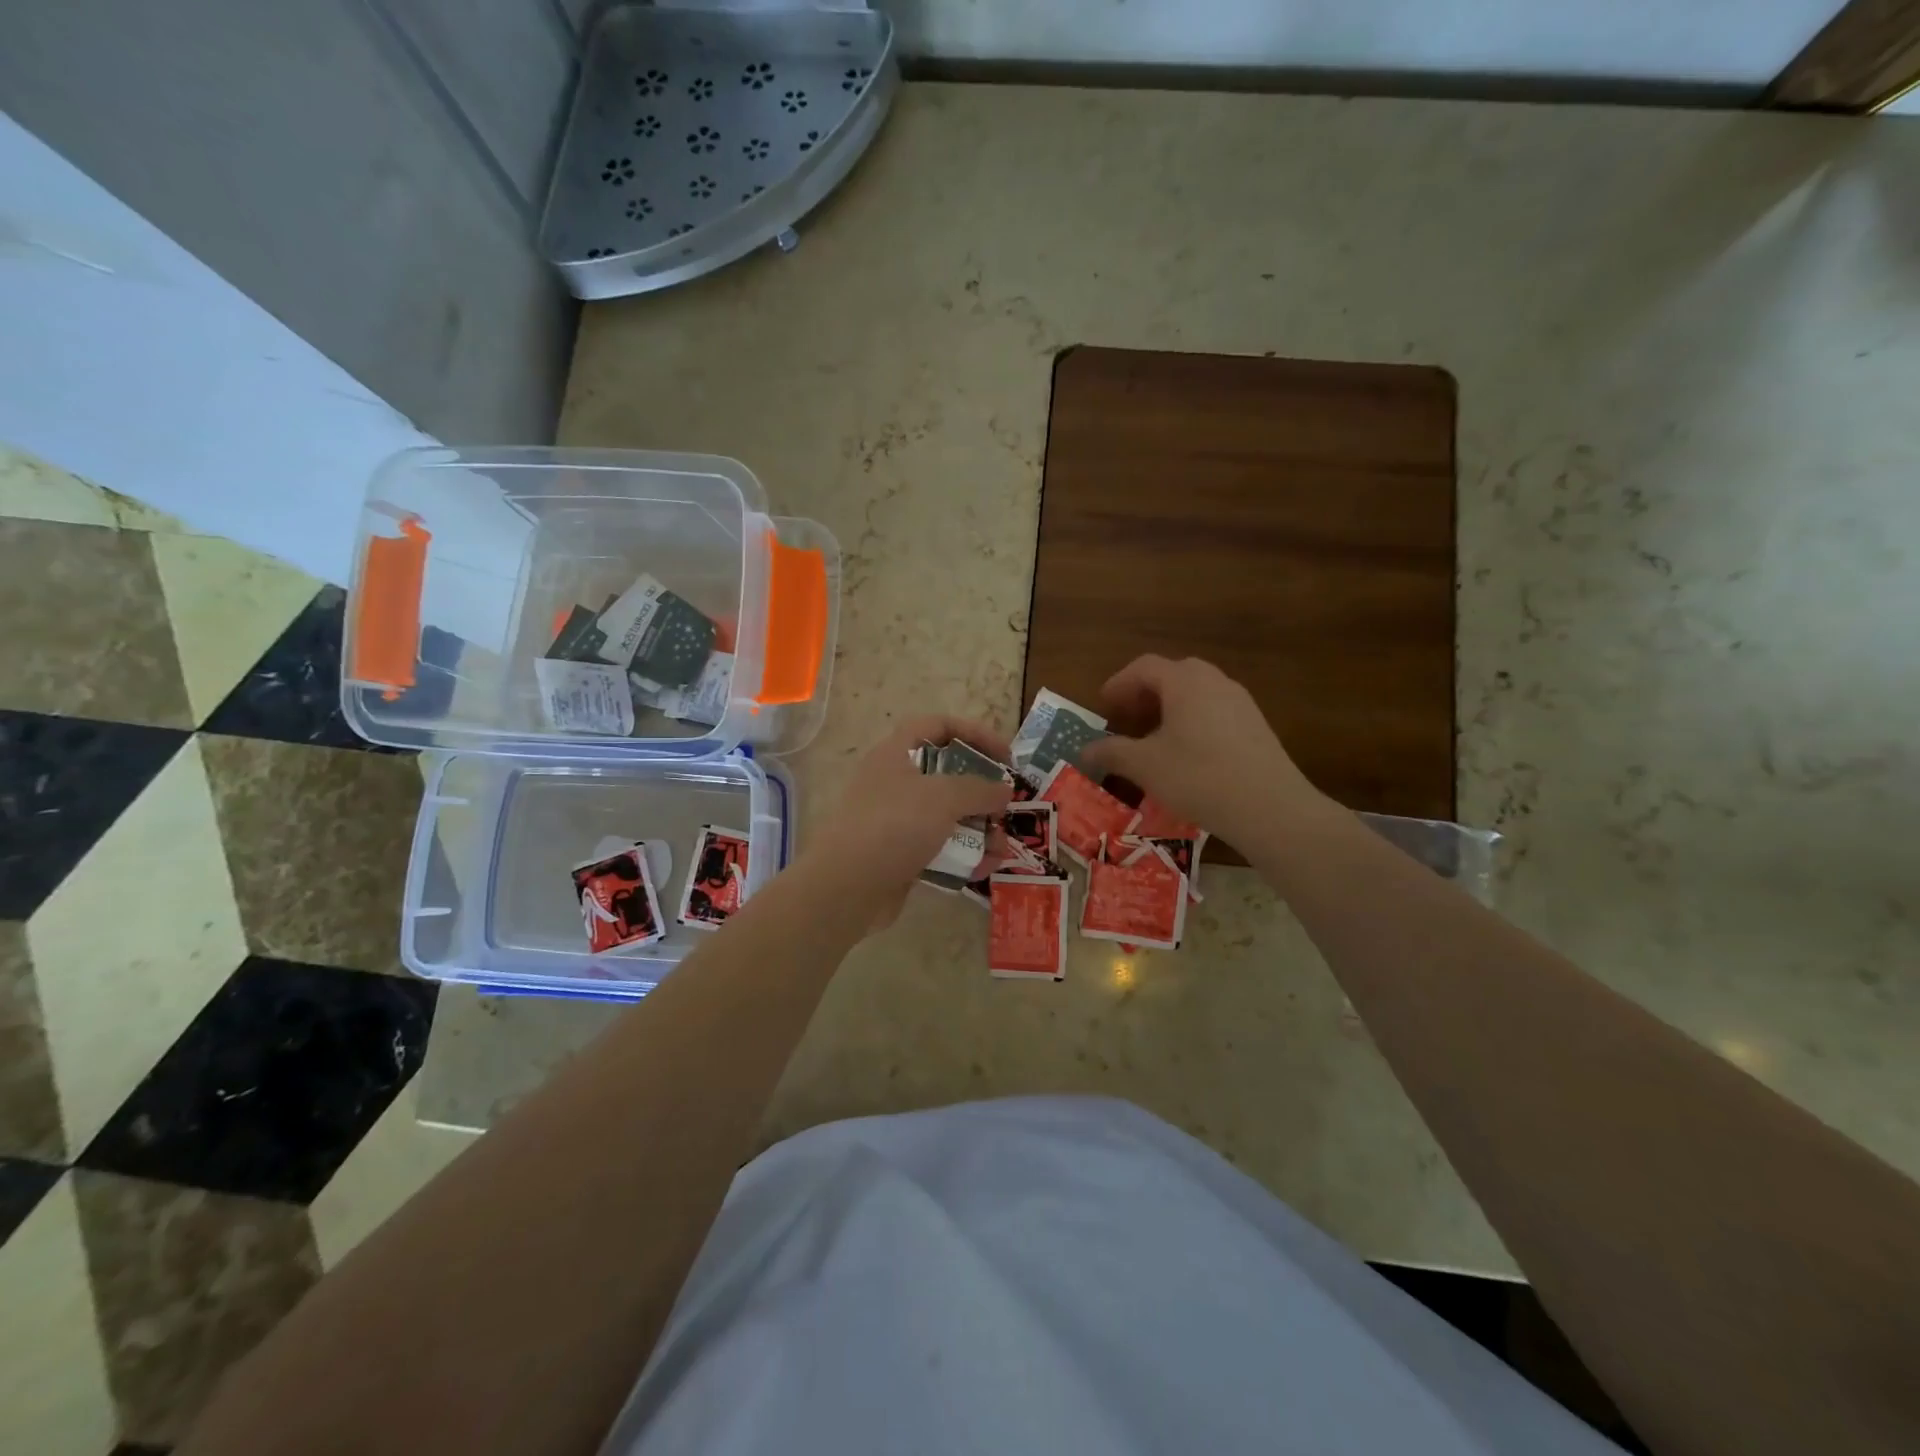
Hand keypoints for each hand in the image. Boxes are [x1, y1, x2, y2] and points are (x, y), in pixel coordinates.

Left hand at [794, 715, 1014, 927]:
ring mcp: (895, 820)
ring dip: (978, 829)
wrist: (846, 886)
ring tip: (1001, 848)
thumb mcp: (944, 797)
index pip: (938, 726)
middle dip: (982, 793)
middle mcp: (894, 782)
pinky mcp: (898, 854)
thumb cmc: (894, 825)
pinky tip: (983, 868)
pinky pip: (938, 847)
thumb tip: (1004, 790)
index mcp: (896, 753)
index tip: (1005, 757)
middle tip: (1005, 808)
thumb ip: (980, 789)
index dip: (975, 733)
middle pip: (947, 775)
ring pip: (946, 816)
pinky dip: (962, 855)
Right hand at [1078, 655, 1324, 843]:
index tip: (1103, 706)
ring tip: (1154, 737)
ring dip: (1170, 707)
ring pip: (1196, 692)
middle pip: (1173, 674)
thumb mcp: (1145, 766)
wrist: (1270, 807)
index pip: (1144, 666)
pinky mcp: (1256, 725)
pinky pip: (1215, 710)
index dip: (1119, 684)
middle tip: (1128, 718)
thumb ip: (1111, 753)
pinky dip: (1192, 720)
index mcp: (1184, 682)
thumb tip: (1083, 751)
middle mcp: (1214, 681)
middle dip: (1145, 692)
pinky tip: (1186, 753)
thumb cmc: (1198, 777)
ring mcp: (1240, 701)